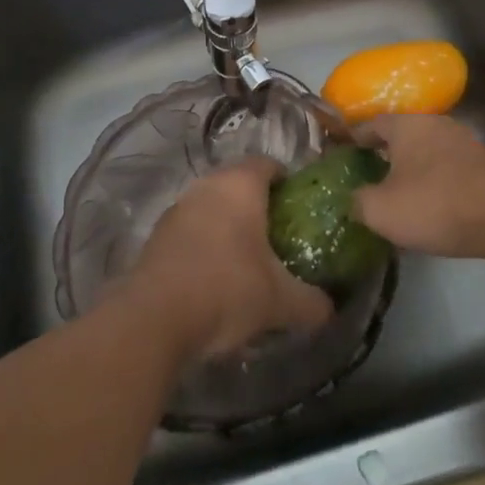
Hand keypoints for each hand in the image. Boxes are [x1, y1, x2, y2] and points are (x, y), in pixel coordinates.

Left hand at [120, 157, 333, 359]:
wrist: (154, 319)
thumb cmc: (227, 291)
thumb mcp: (280, 302)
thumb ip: (311, 302)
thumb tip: (331, 309)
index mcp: (241, 185)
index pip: (269, 165)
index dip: (287, 183)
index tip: (299, 209)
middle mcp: (208, 185)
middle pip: (239, 183)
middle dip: (258, 205)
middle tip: (278, 237)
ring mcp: (179, 207)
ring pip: (212, 205)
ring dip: (228, 224)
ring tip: (247, 260)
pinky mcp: (158, 234)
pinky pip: (191, 228)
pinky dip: (205, 243)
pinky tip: (214, 276)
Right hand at [351, 115, 484, 258]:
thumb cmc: (435, 203)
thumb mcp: (382, 210)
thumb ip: (359, 201)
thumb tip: (354, 199)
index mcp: (405, 125)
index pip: (371, 124)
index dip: (354, 139)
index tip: (342, 154)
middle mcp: (434, 124)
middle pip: (402, 137)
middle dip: (385, 155)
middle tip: (368, 177)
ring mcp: (464, 143)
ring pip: (427, 153)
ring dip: (413, 171)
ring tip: (400, 196)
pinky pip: (449, 171)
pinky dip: (437, 184)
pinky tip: (433, 208)